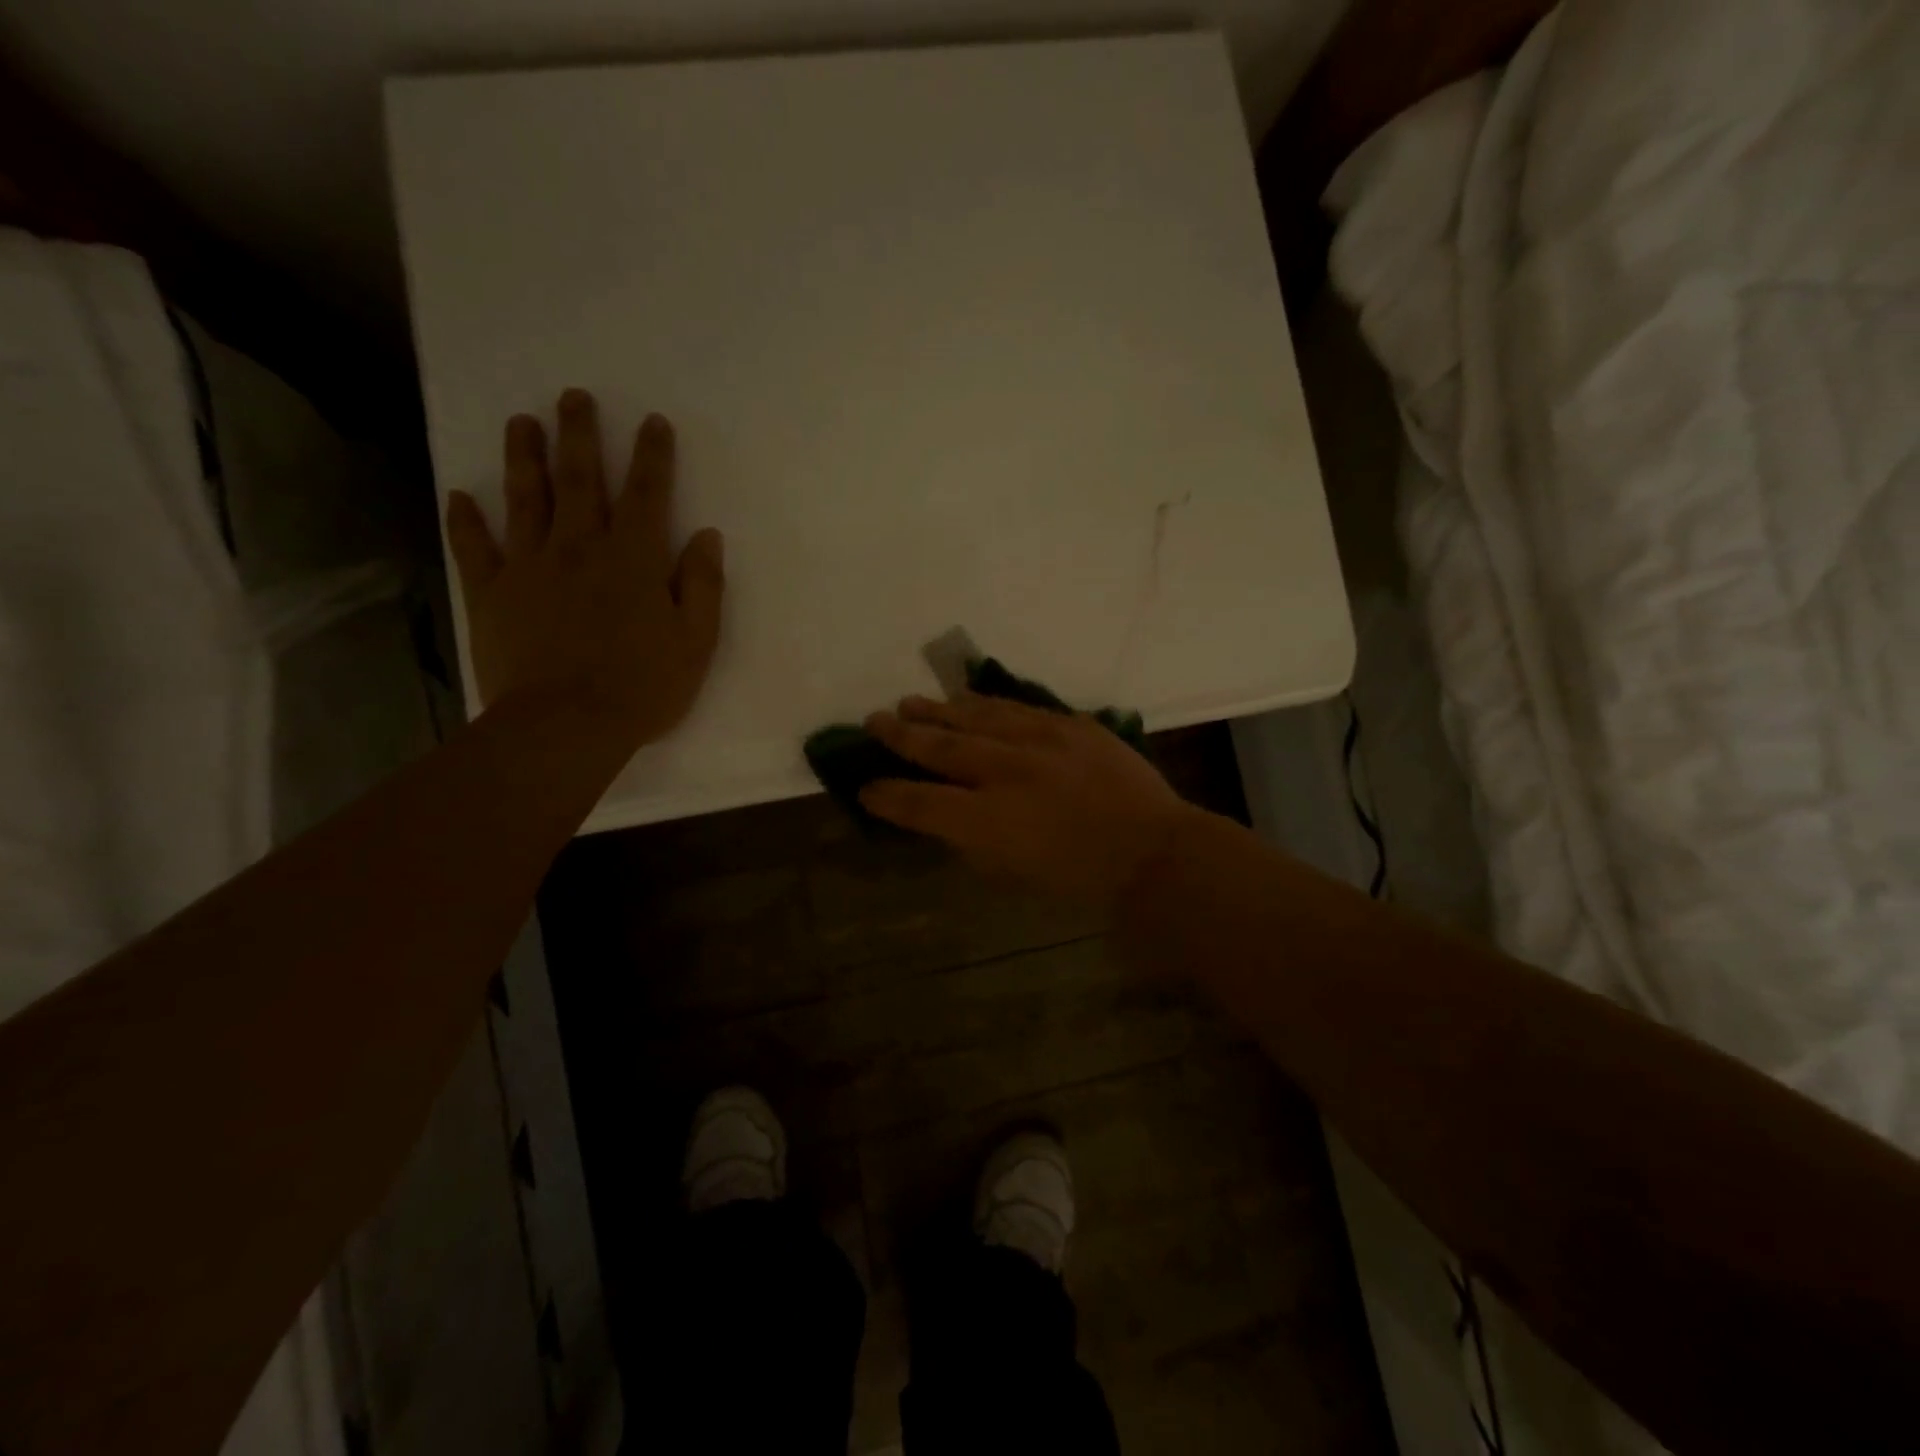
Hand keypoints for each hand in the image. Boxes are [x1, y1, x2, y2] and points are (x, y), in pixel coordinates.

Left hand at [444, 389, 724, 756]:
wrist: (567, 725)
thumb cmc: (643, 686)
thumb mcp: (696, 642)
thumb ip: (702, 585)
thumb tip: (707, 536)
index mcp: (634, 560)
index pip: (647, 495)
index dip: (652, 456)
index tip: (653, 422)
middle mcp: (580, 549)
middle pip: (580, 481)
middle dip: (580, 436)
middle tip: (573, 396)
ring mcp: (530, 568)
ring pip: (525, 500)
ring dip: (524, 458)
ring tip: (521, 422)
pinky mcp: (492, 594)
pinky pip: (475, 549)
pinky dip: (466, 521)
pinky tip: (460, 497)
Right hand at [859, 694, 1196, 905]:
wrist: (1151, 849)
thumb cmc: (1080, 878)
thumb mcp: (1013, 874)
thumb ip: (972, 841)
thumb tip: (946, 817)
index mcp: (988, 820)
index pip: (920, 802)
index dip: (887, 795)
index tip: (866, 787)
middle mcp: (1006, 772)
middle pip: (940, 747)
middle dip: (901, 735)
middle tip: (873, 721)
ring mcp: (1040, 741)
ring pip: (975, 716)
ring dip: (938, 710)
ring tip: (910, 702)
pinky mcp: (1069, 725)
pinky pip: (1017, 708)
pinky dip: (987, 704)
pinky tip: (968, 699)